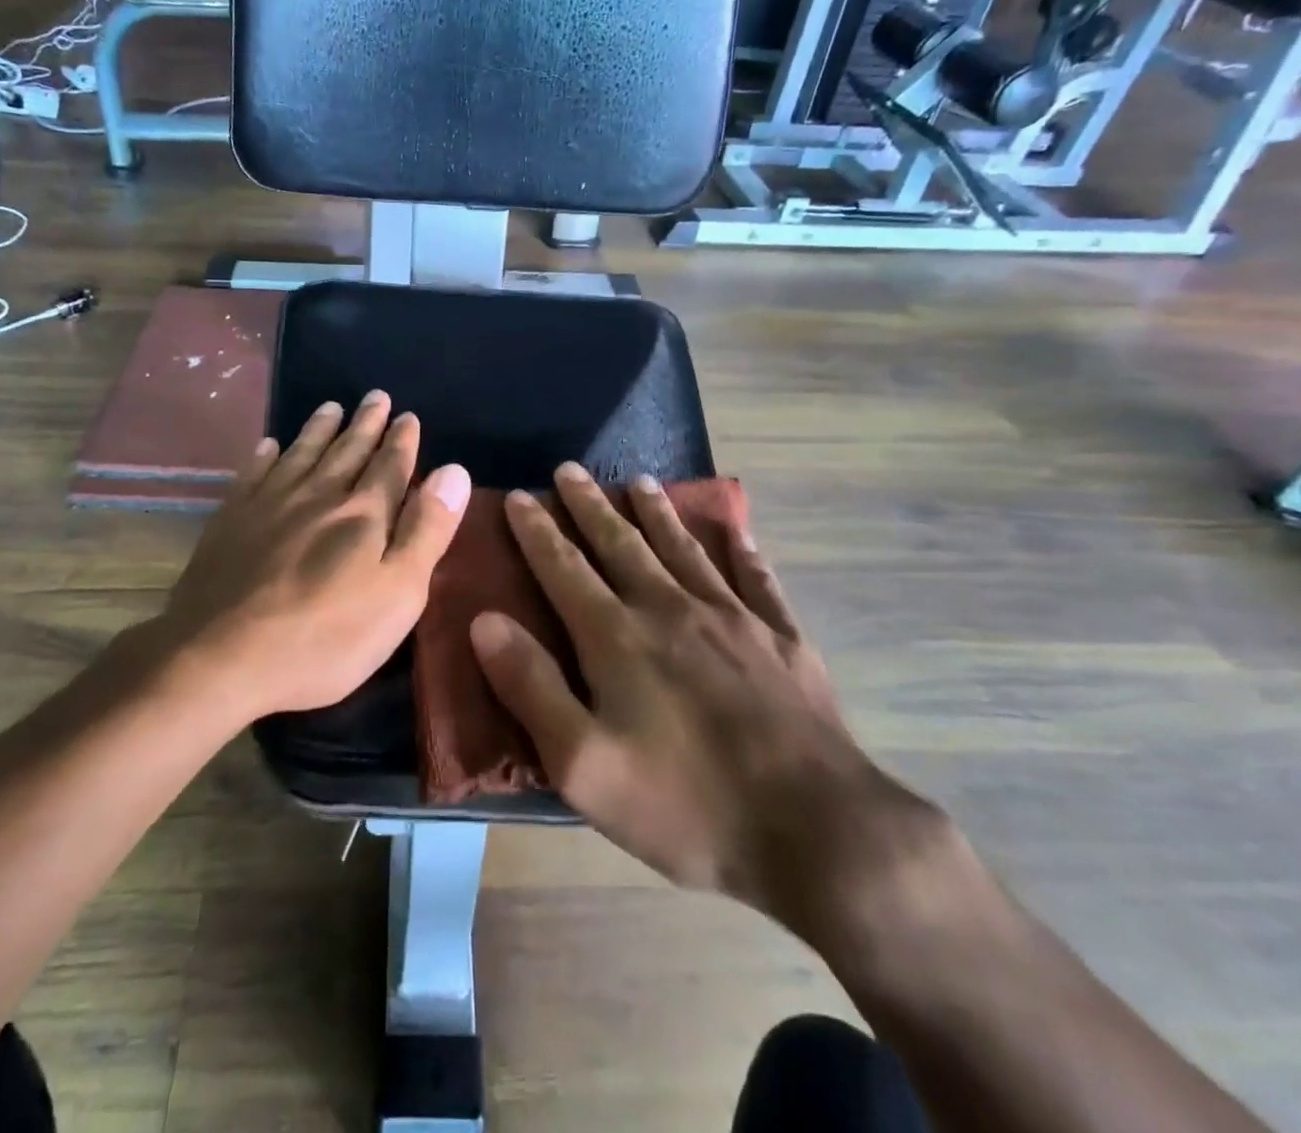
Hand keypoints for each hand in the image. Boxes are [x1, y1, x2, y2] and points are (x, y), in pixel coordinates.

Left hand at [159, 393, 470, 718]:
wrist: (223, 656)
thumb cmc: (325, 637)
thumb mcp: (398, 593)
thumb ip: (427, 530)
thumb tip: (454, 470)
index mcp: (363, 515)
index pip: (390, 466)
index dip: (402, 441)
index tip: (407, 415)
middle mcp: (318, 496)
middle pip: (347, 451)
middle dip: (366, 423)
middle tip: (376, 396)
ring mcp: (269, 505)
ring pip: (302, 454)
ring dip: (319, 429)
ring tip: (330, 407)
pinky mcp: (231, 521)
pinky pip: (253, 475)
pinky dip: (264, 456)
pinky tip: (268, 445)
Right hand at [471, 463, 937, 939]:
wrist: (816, 832)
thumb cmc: (684, 804)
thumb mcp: (583, 764)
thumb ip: (531, 687)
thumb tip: (484, 620)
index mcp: (617, 637)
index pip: (564, 567)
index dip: (536, 531)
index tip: (519, 495)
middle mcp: (670, 609)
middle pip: (620, 543)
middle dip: (590, 505)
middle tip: (570, 469)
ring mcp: (733, 619)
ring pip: (683, 549)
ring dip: (657, 512)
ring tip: (639, 480)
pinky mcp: (783, 639)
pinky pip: (757, 578)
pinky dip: (741, 549)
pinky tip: (735, 530)